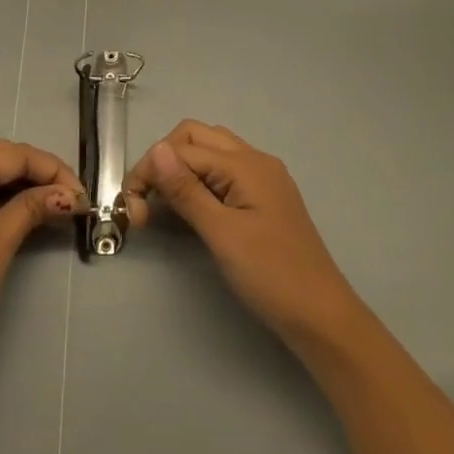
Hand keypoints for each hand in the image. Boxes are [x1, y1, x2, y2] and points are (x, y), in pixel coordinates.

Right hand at [126, 121, 365, 352]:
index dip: (150, 171)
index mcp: (245, 164)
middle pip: (196, 137)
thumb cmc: (271, 275)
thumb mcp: (222, 234)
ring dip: (181, 170)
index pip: (182, 148)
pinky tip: (190, 210)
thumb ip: (186, 190)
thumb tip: (156, 149)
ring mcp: (262, 178)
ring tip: (163, 207)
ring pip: (210, 153)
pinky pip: (223, 173)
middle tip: (147, 203)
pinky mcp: (263, 198)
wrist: (321, 316)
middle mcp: (254, 160)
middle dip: (164, 161)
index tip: (132, 210)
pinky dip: (199, 182)